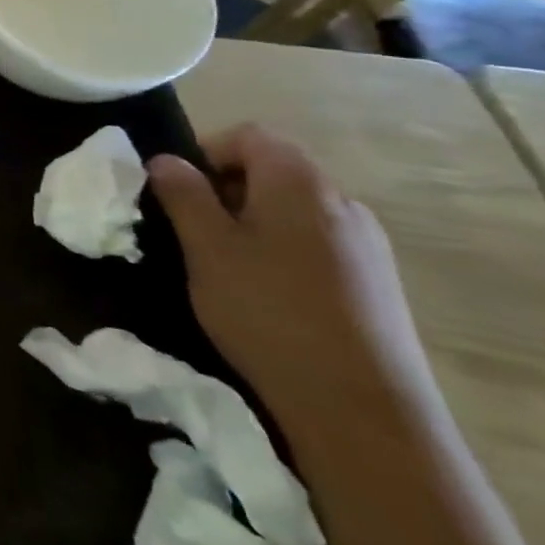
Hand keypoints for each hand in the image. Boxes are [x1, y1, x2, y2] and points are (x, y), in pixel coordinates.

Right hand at [147, 125, 440, 437]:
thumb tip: (166, 161)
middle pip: (274, 169)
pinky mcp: (377, 284)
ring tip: (225, 265)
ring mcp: (368, 245)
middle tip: (193, 229)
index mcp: (299, 183)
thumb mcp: (206, 248)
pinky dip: (282, 250)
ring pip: (294, 209)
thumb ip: (182, 194)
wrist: (363, 410)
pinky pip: (317, 243)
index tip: (177, 189)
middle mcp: (342, 202)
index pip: (249, 135)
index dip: (205, 150)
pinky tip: (267, 294)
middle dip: (225, 188)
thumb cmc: (269, 312)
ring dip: (252, 222)